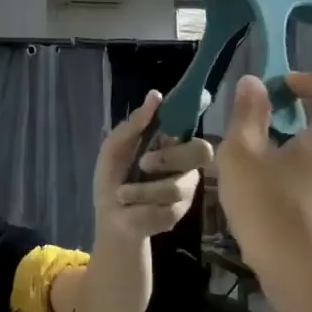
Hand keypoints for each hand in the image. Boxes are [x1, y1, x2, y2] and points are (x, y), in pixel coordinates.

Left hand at [94, 90, 214, 240]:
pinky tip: (132, 208)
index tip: (191, 108)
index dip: (194, 116)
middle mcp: (185, 161)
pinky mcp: (181, 211)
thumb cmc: (112, 177)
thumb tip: (155, 95)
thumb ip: (134, 124)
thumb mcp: (115, 148)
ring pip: (176, 185)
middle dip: (169, 157)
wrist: (110, 217)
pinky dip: (142, 206)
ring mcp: (186, 187)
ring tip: (122, 194)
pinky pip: (168, 207)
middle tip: (143, 163)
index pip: (191, 125)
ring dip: (142, 190)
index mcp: (169, 141)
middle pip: (201, 151)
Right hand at [217, 67, 311, 275]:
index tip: (282, 94)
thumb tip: (254, 83)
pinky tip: (274, 209)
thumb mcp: (243, 156)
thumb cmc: (274, 209)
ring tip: (259, 179)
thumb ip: (248, 114)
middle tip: (257, 141)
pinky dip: (305, 184)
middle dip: (296, 121)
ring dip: (297, 155)